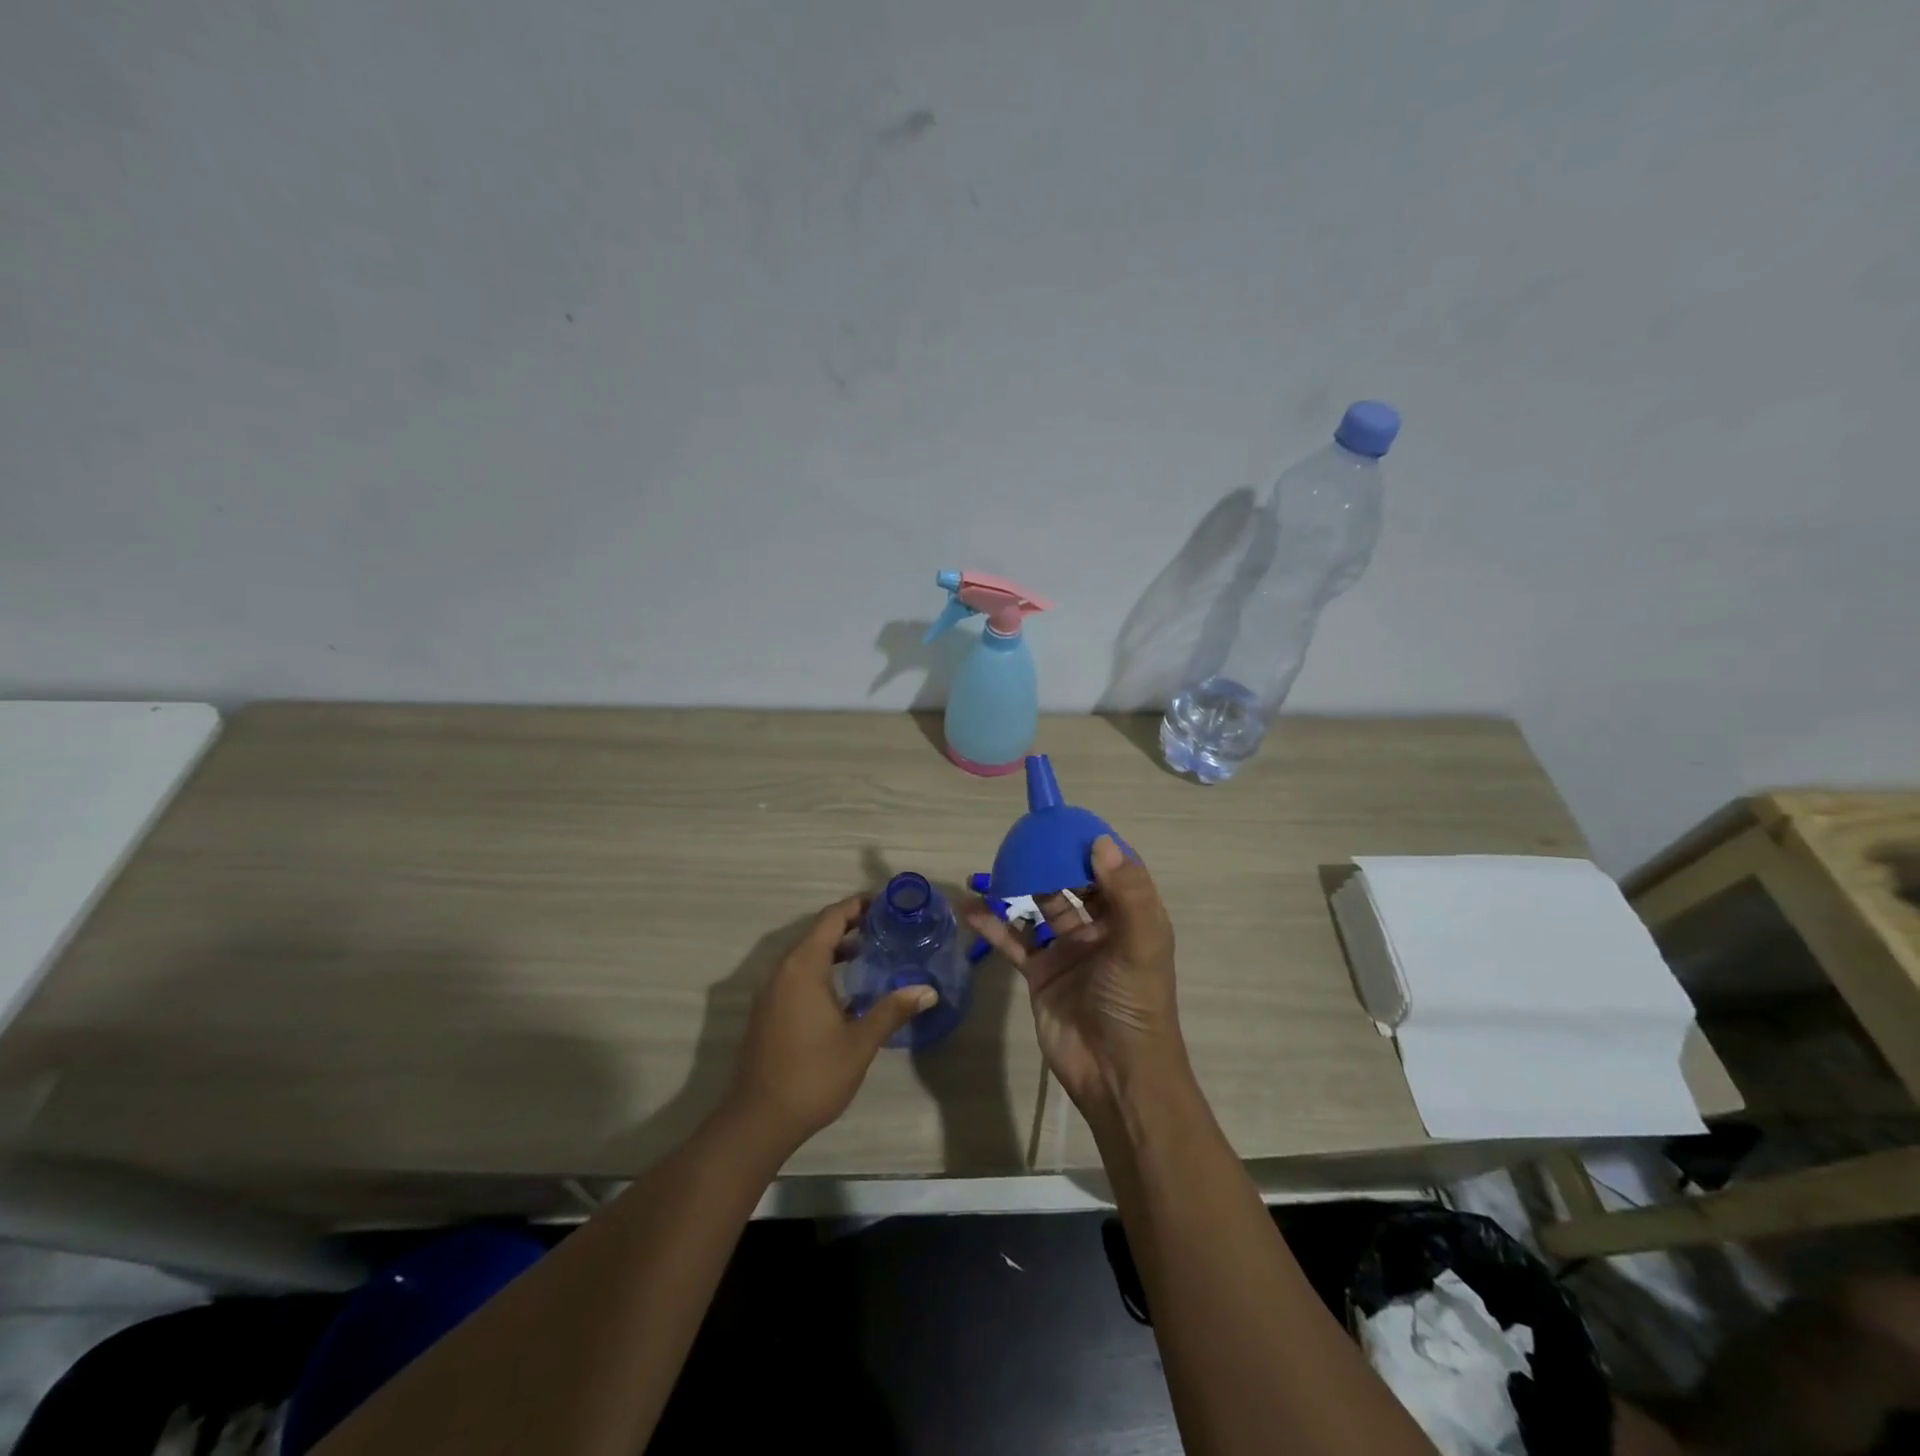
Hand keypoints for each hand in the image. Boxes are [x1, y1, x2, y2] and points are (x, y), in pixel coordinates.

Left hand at [725, 896, 933, 1150]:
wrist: (758, 1120)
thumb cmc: (812, 1075)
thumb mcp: (859, 1042)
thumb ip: (892, 1010)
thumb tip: (928, 991)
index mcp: (803, 967)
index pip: (832, 919)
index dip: (858, 905)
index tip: (886, 901)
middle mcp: (782, 970)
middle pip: (818, 932)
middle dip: (851, 924)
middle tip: (887, 925)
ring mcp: (770, 991)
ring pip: (806, 954)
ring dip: (836, 948)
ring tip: (872, 951)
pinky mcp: (767, 1010)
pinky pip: (797, 973)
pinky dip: (822, 968)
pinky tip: (846, 987)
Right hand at [963, 836, 1186, 1119]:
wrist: (1115, 1075)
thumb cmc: (1134, 1004)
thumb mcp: (1141, 943)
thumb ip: (1126, 891)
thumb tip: (1099, 840)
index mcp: (1131, 918)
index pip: (1112, 869)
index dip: (1092, 844)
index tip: (1064, 821)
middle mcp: (1100, 929)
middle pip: (1073, 883)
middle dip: (1052, 860)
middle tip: (1023, 837)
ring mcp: (1067, 950)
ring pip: (1040, 907)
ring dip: (1019, 886)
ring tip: (995, 864)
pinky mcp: (1041, 974)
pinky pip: (1014, 941)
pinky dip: (993, 925)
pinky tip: (970, 909)